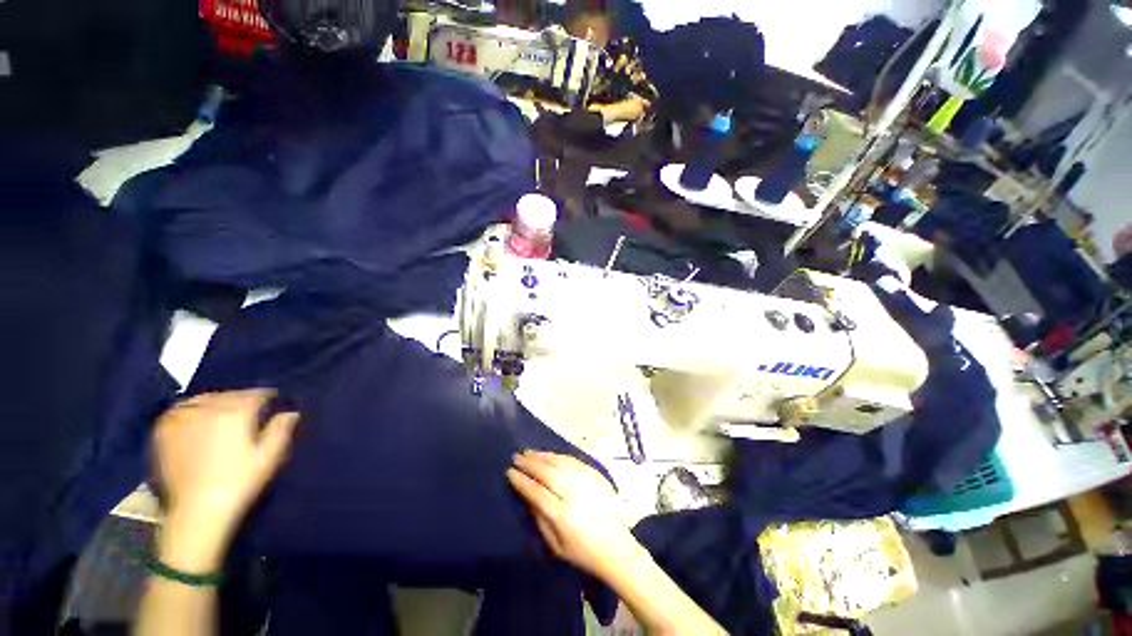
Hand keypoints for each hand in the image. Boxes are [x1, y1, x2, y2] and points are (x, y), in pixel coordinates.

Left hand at [154, 390, 296, 568]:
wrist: (197, 510)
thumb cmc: (239, 482)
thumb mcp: (269, 457)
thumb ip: (281, 430)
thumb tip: (291, 412)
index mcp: (237, 412)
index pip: (256, 394)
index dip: (267, 396)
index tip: (273, 402)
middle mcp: (209, 409)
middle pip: (229, 394)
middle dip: (241, 399)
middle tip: (250, 410)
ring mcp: (183, 419)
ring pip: (204, 399)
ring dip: (216, 402)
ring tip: (222, 413)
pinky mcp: (164, 431)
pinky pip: (178, 409)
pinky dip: (190, 409)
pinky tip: (194, 417)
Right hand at [507, 451, 642, 579]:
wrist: (617, 546)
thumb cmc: (583, 552)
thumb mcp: (556, 546)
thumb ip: (540, 520)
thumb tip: (527, 496)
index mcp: (562, 515)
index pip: (536, 492)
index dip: (522, 481)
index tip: (510, 472)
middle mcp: (574, 493)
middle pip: (547, 472)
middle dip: (530, 463)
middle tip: (516, 457)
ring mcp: (586, 481)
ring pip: (560, 462)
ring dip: (542, 455)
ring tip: (529, 452)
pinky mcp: (595, 475)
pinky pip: (574, 460)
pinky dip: (559, 456)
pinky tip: (549, 454)